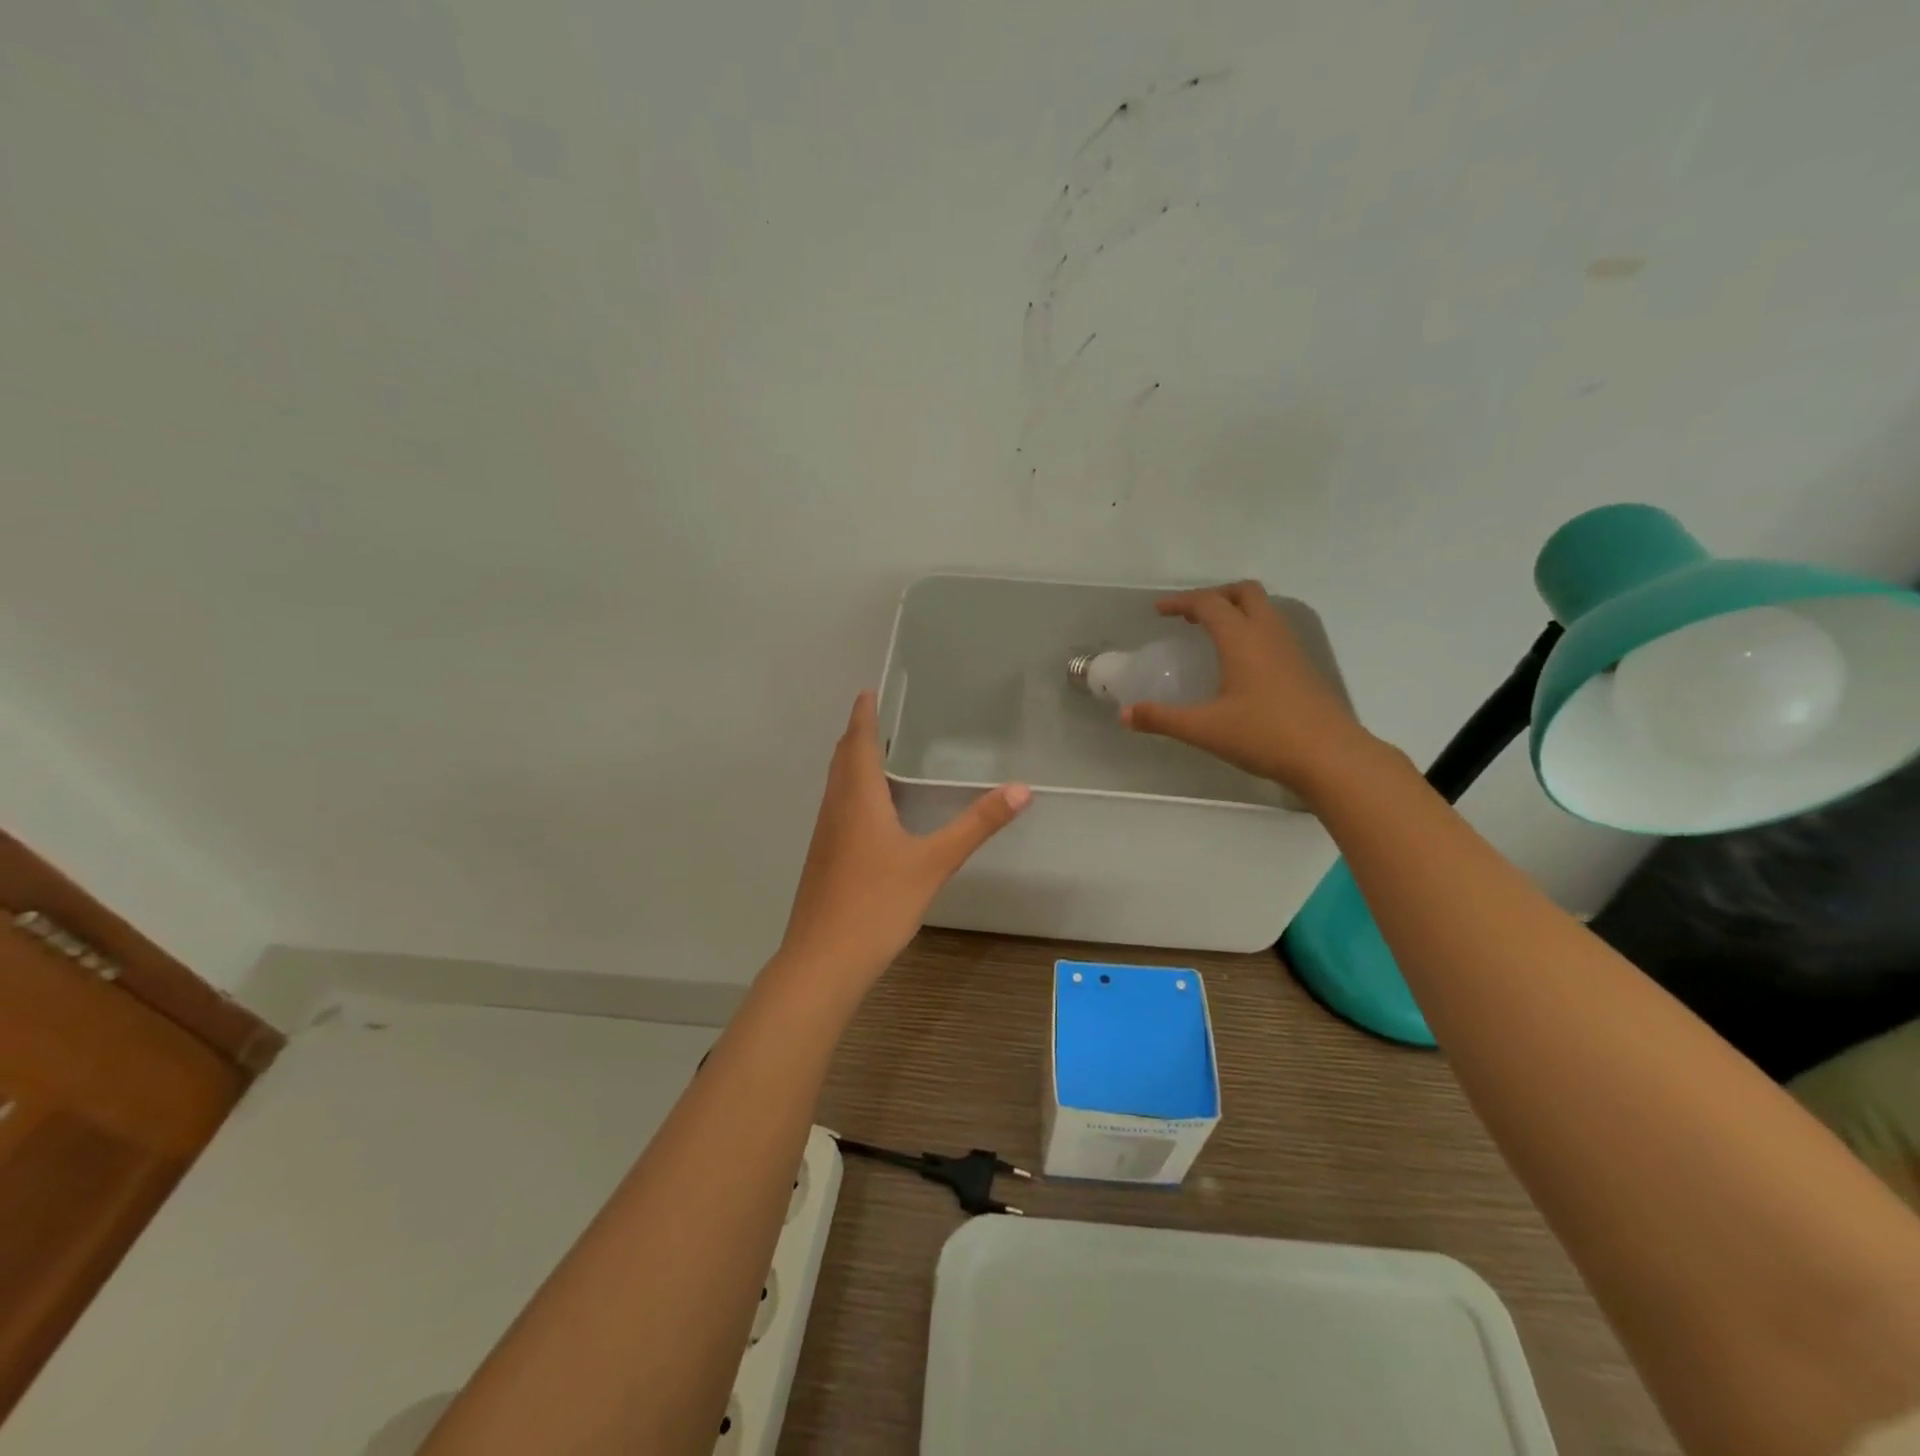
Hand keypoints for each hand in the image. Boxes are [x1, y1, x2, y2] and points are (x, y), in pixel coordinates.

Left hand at [777, 692, 1030, 990]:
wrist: (823, 961)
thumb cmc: (877, 903)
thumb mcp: (934, 863)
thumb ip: (976, 826)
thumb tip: (1021, 790)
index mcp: (858, 799)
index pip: (857, 743)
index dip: (862, 715)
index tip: (867, 691)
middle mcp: (835, 809)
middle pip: (841, 760)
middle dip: (856, 735)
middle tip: (874, 716)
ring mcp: (825, 836)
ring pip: (836, 786)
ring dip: (851, 763)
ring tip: (874, 755)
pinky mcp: (823, 860)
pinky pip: (837, 809)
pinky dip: (851, 792)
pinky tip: (870, 813)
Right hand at [1122, 581, 1376, 793]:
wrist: (1330, 756)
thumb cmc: (1264, 735)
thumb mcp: (1204, 729)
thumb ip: (1162, 719)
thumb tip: (1124, 715)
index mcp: (1241, 639)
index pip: (1208, 604)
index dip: (1180, 602)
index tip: (1159, 611)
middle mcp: (1268, 634)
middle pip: (1244, 593)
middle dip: (1215, 596)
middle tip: (1191, 616)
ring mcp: (1291, 650)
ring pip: (1264, 610)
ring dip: (1237, 611)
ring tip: (1213, 635)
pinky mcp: (1304, 668)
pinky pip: (1274, 632)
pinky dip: (1252, 632)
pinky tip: (1241, 663)